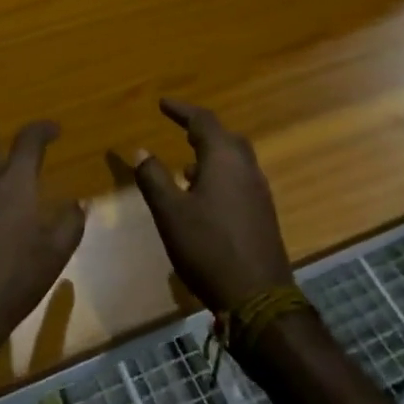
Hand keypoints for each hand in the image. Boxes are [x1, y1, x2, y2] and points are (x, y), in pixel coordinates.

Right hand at [132, 99, 292, 314]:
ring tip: (186, 165)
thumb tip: (141, 150)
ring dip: (211, 155)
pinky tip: (204, 197)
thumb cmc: (208, 248)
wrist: (259, 299)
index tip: (162, 103)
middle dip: (200, 130)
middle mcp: (246, 168)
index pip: (202, 120)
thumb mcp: (170, 212)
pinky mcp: (263, 214)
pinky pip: (240, 179)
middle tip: (180, 128)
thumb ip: (154, 178)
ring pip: (235, 159)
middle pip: (225, 137)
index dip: (181, 110)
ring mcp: (259, 191)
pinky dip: (221, 175)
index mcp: (224, 159)